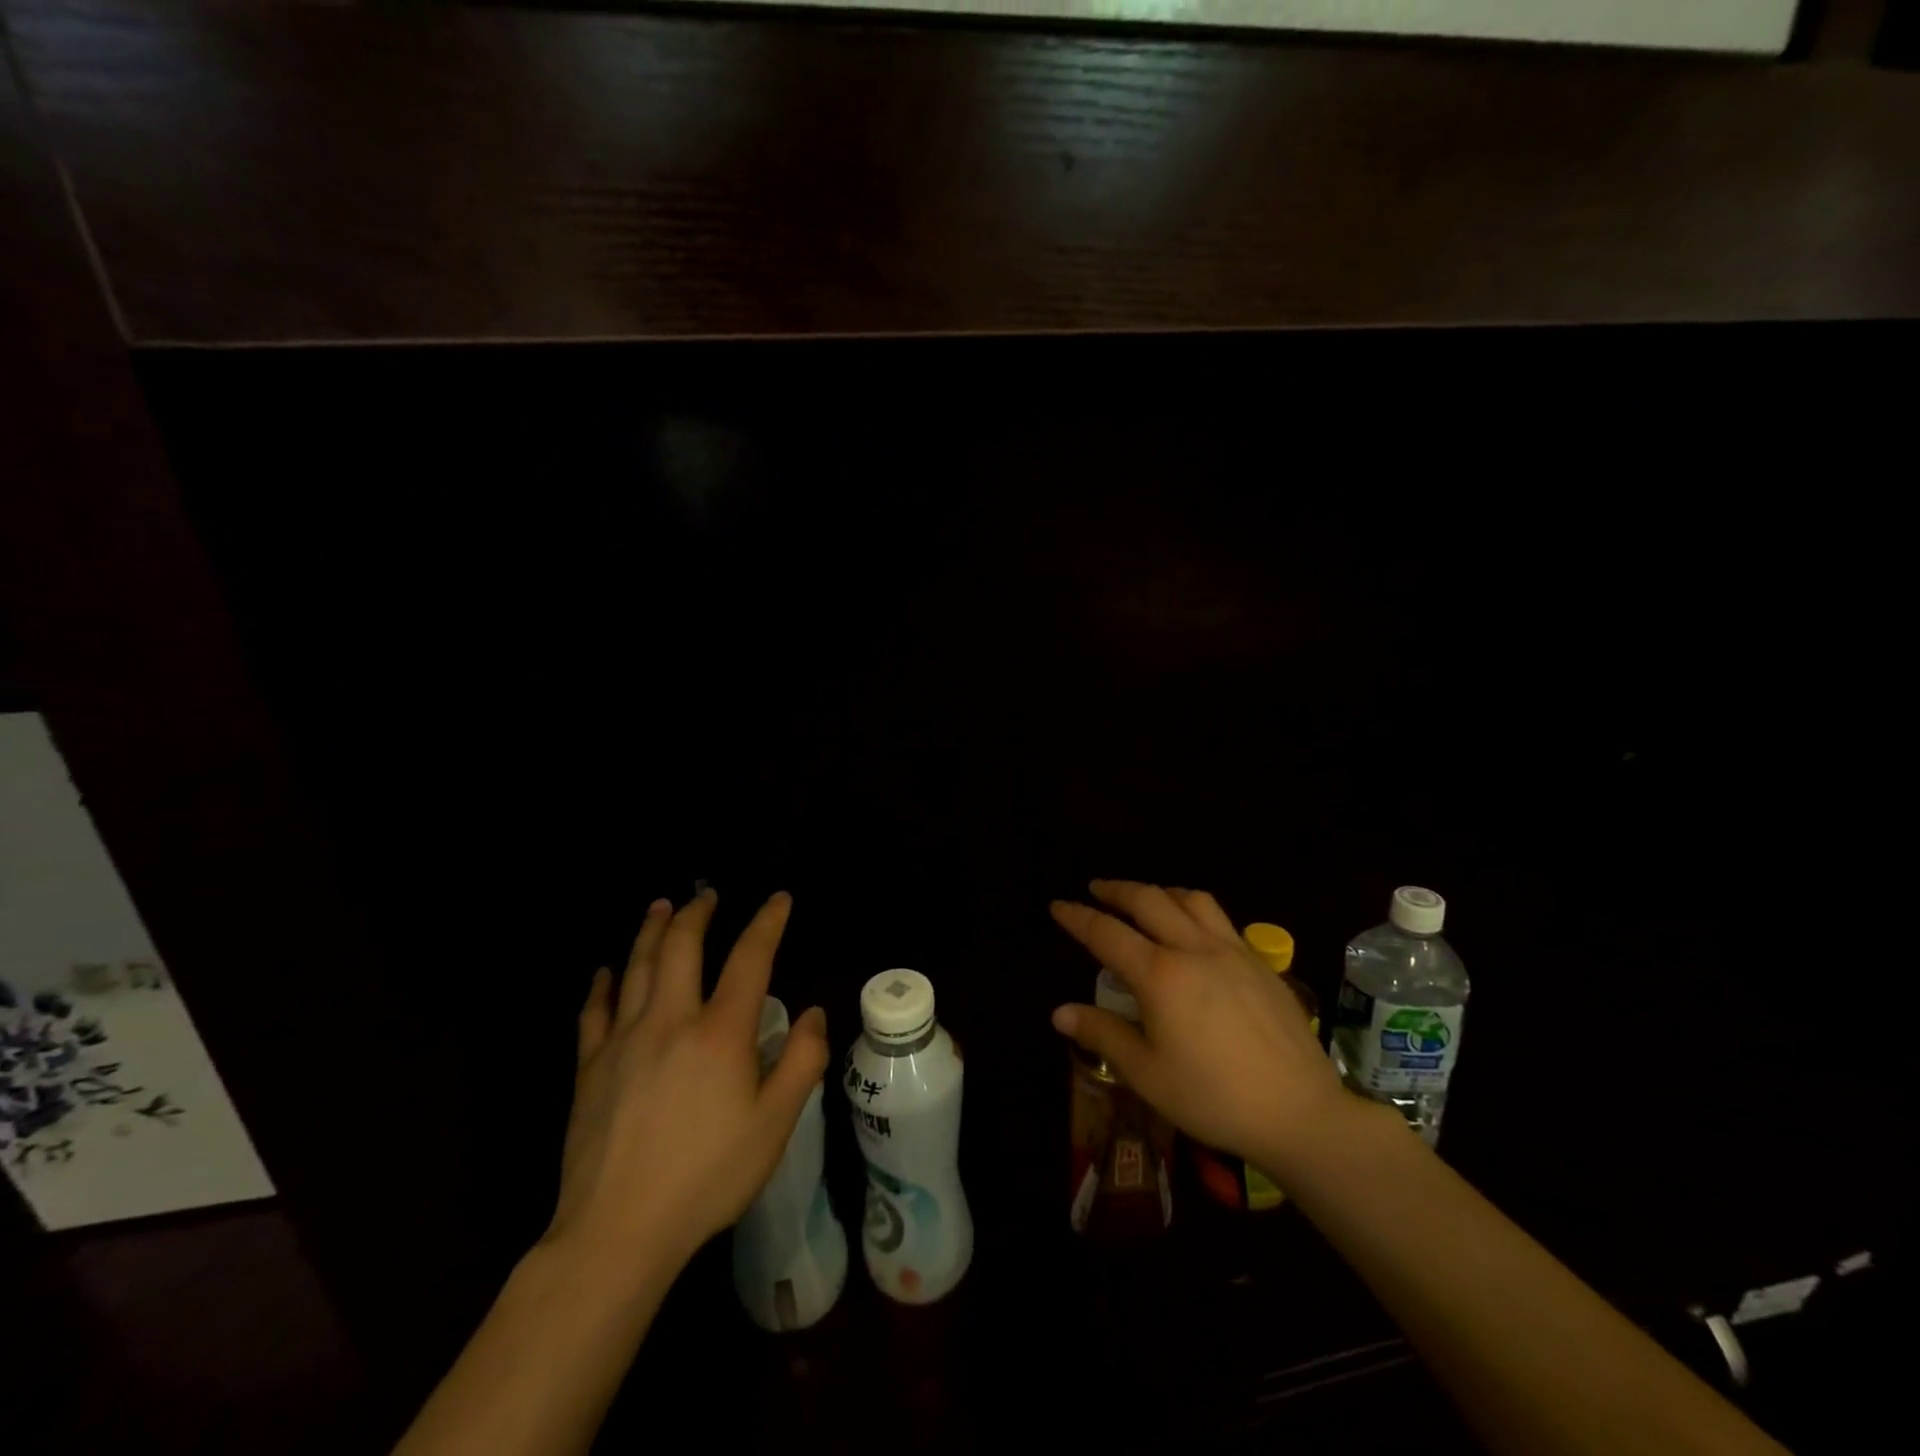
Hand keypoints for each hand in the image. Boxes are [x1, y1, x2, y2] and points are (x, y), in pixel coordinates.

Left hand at [543, 890, 828, 1282]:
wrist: (617, 1231)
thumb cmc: (707, 1177)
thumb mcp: (775, 1124)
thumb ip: (802, 1062)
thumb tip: (813, 1013)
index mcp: (720, 1032)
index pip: (749, 958)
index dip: (767, 922)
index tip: (778, 899)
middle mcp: (670, 1021)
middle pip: (682, 947)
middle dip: (698, 913)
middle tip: (707, 892)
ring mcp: (623, 1041)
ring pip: (636, 968)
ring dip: (651, 931)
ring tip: (661, 906)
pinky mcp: (590, 1068)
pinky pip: (594, 1012)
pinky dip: (602, 985)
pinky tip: (604, 972)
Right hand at [1050, 880, 1364, 1177]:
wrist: (1301, 1113)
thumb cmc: (1214, 1098)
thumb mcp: (1147, 1074)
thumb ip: (1103, 1034)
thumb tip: (1060, 1012)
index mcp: (1161, 974)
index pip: (1107, 933)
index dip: (1077, 917)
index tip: (1057, 906)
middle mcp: (1194, 949)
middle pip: (1149, 900)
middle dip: (1117, 889)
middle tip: (1096, 889)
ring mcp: (1233, 952)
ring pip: (1191, 899)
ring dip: (1160, 891)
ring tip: (1146, 900)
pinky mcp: (1261, 964)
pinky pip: (1221, 919)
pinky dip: (1194, 910)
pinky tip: (1195, 933)